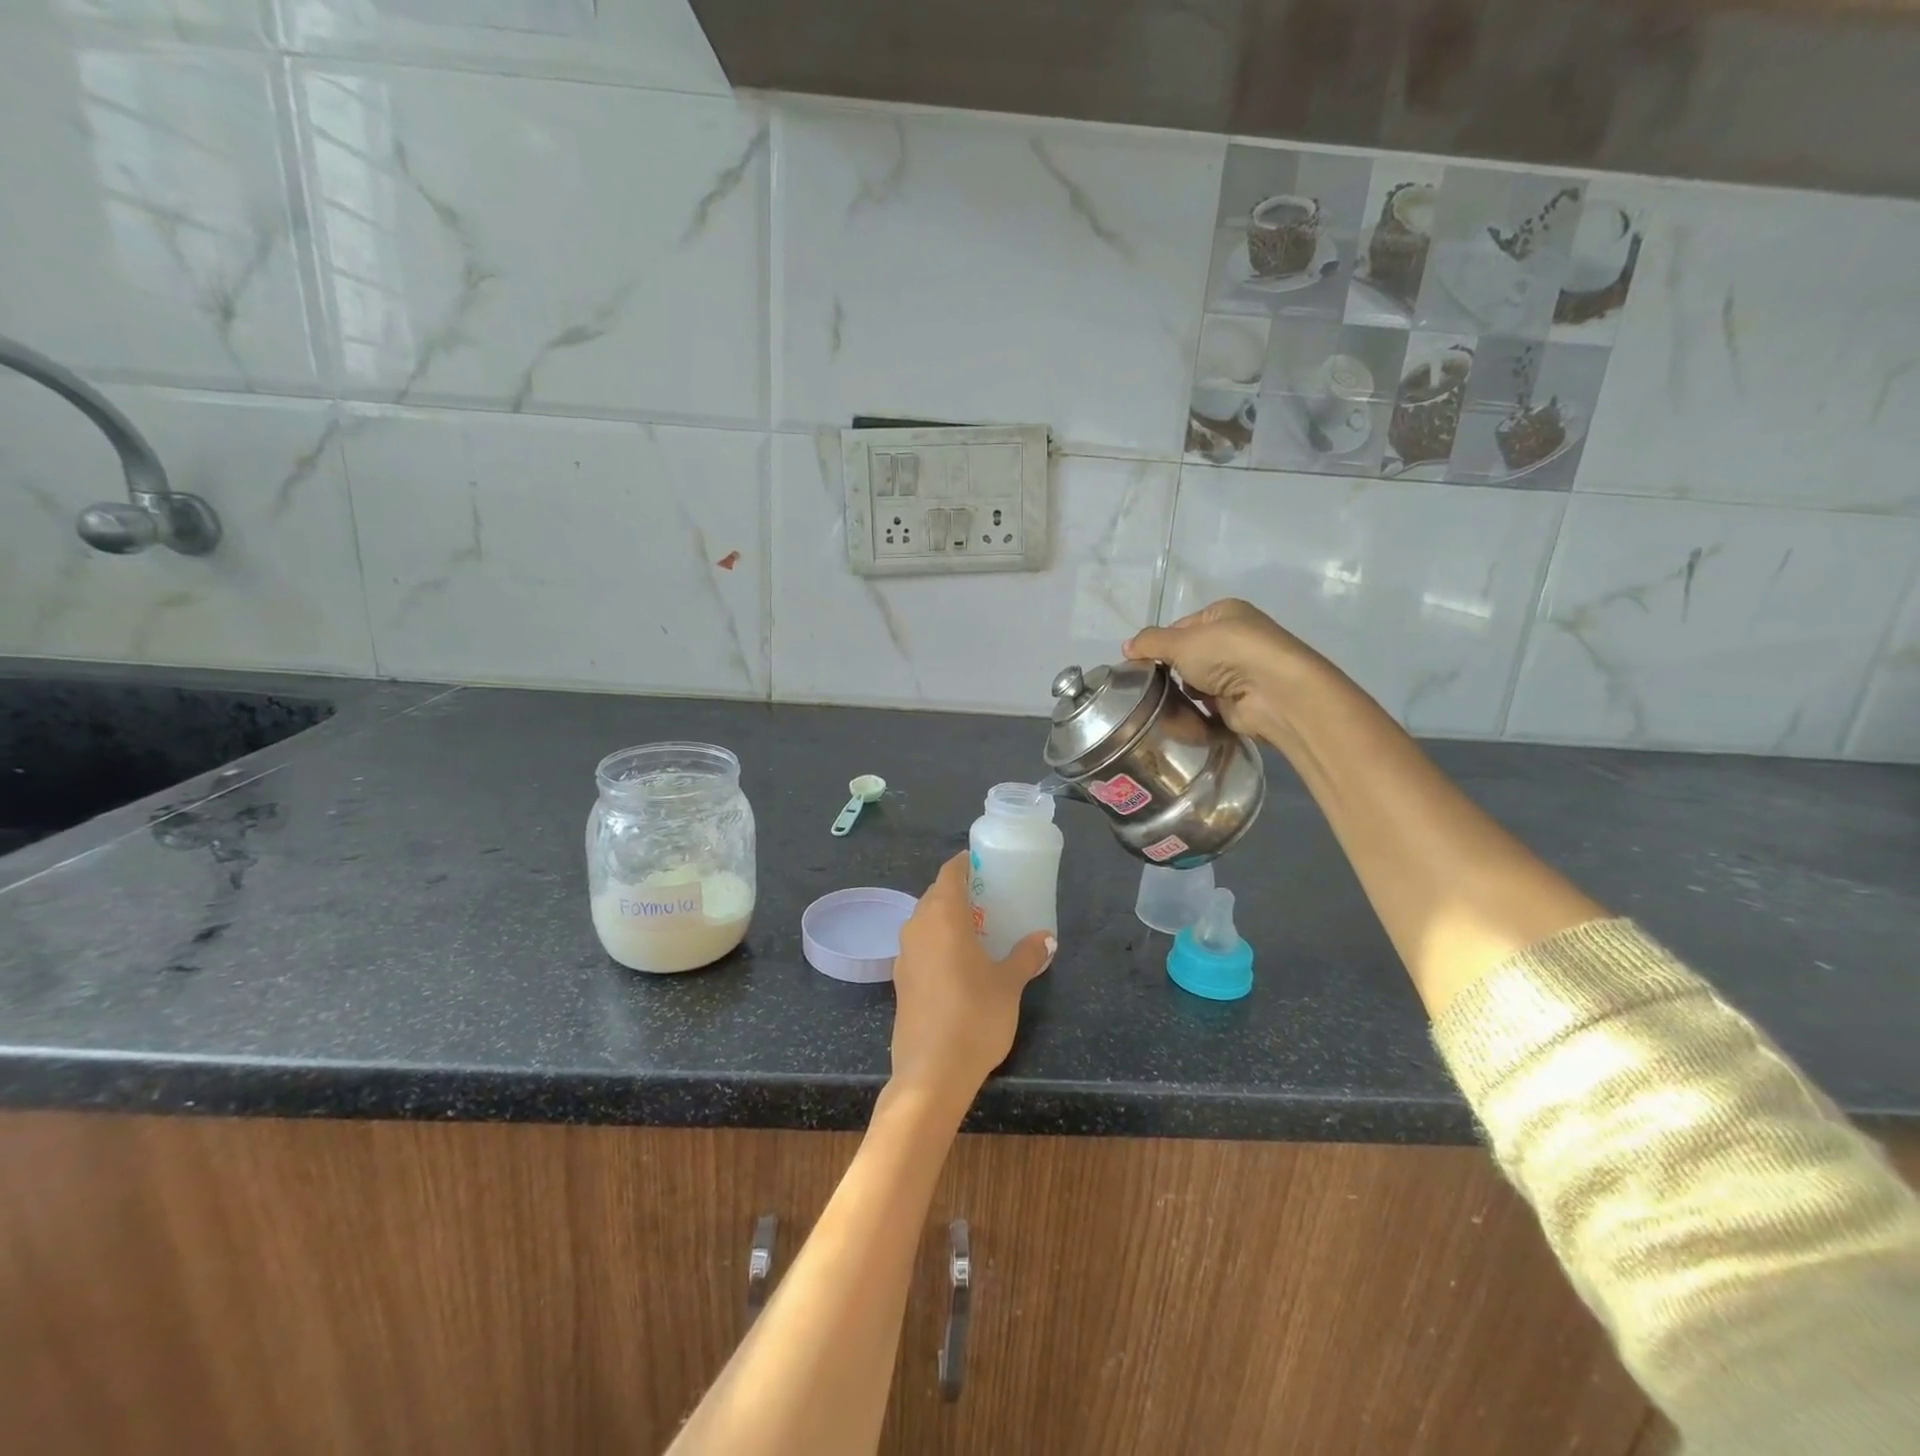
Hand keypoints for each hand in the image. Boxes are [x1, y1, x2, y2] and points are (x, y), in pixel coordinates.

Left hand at [890, 853, 1053, 1104]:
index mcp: (942, 916)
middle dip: (959, 891)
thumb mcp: (1009, 984)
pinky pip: (920, 945)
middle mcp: (917, 926)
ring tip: (978, 930)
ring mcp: (904, 954)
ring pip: (925, 920)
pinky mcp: (900, 980)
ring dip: (947, 917)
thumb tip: (1046, 938)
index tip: (986, 865)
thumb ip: (1026, 956)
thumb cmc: (975, 1016)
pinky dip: (937, 942)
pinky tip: (959, 962)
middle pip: (935, 894)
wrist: (931, 1072)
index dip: (966, 864)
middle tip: (990, 899)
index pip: (949, 873)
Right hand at [1124, 598, 1320, 741]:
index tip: (1140, 664)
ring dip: (1183, 695)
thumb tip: (1126, 647)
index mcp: (1224, 613)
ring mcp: (1240, 673)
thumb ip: (1150, 643)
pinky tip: (1184, 720)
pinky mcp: (1242, 702)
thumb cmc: (1227, 654)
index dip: (1159, 644)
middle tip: (1150, 688)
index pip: (1181, 627)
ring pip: (1196, 684)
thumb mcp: (1181, 641)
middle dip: (1171, 673)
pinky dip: (1196, 714)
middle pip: (1188, 657)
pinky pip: (1208, 708)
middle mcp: (1235, 639)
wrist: (1273, 693)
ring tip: (1165, 706)